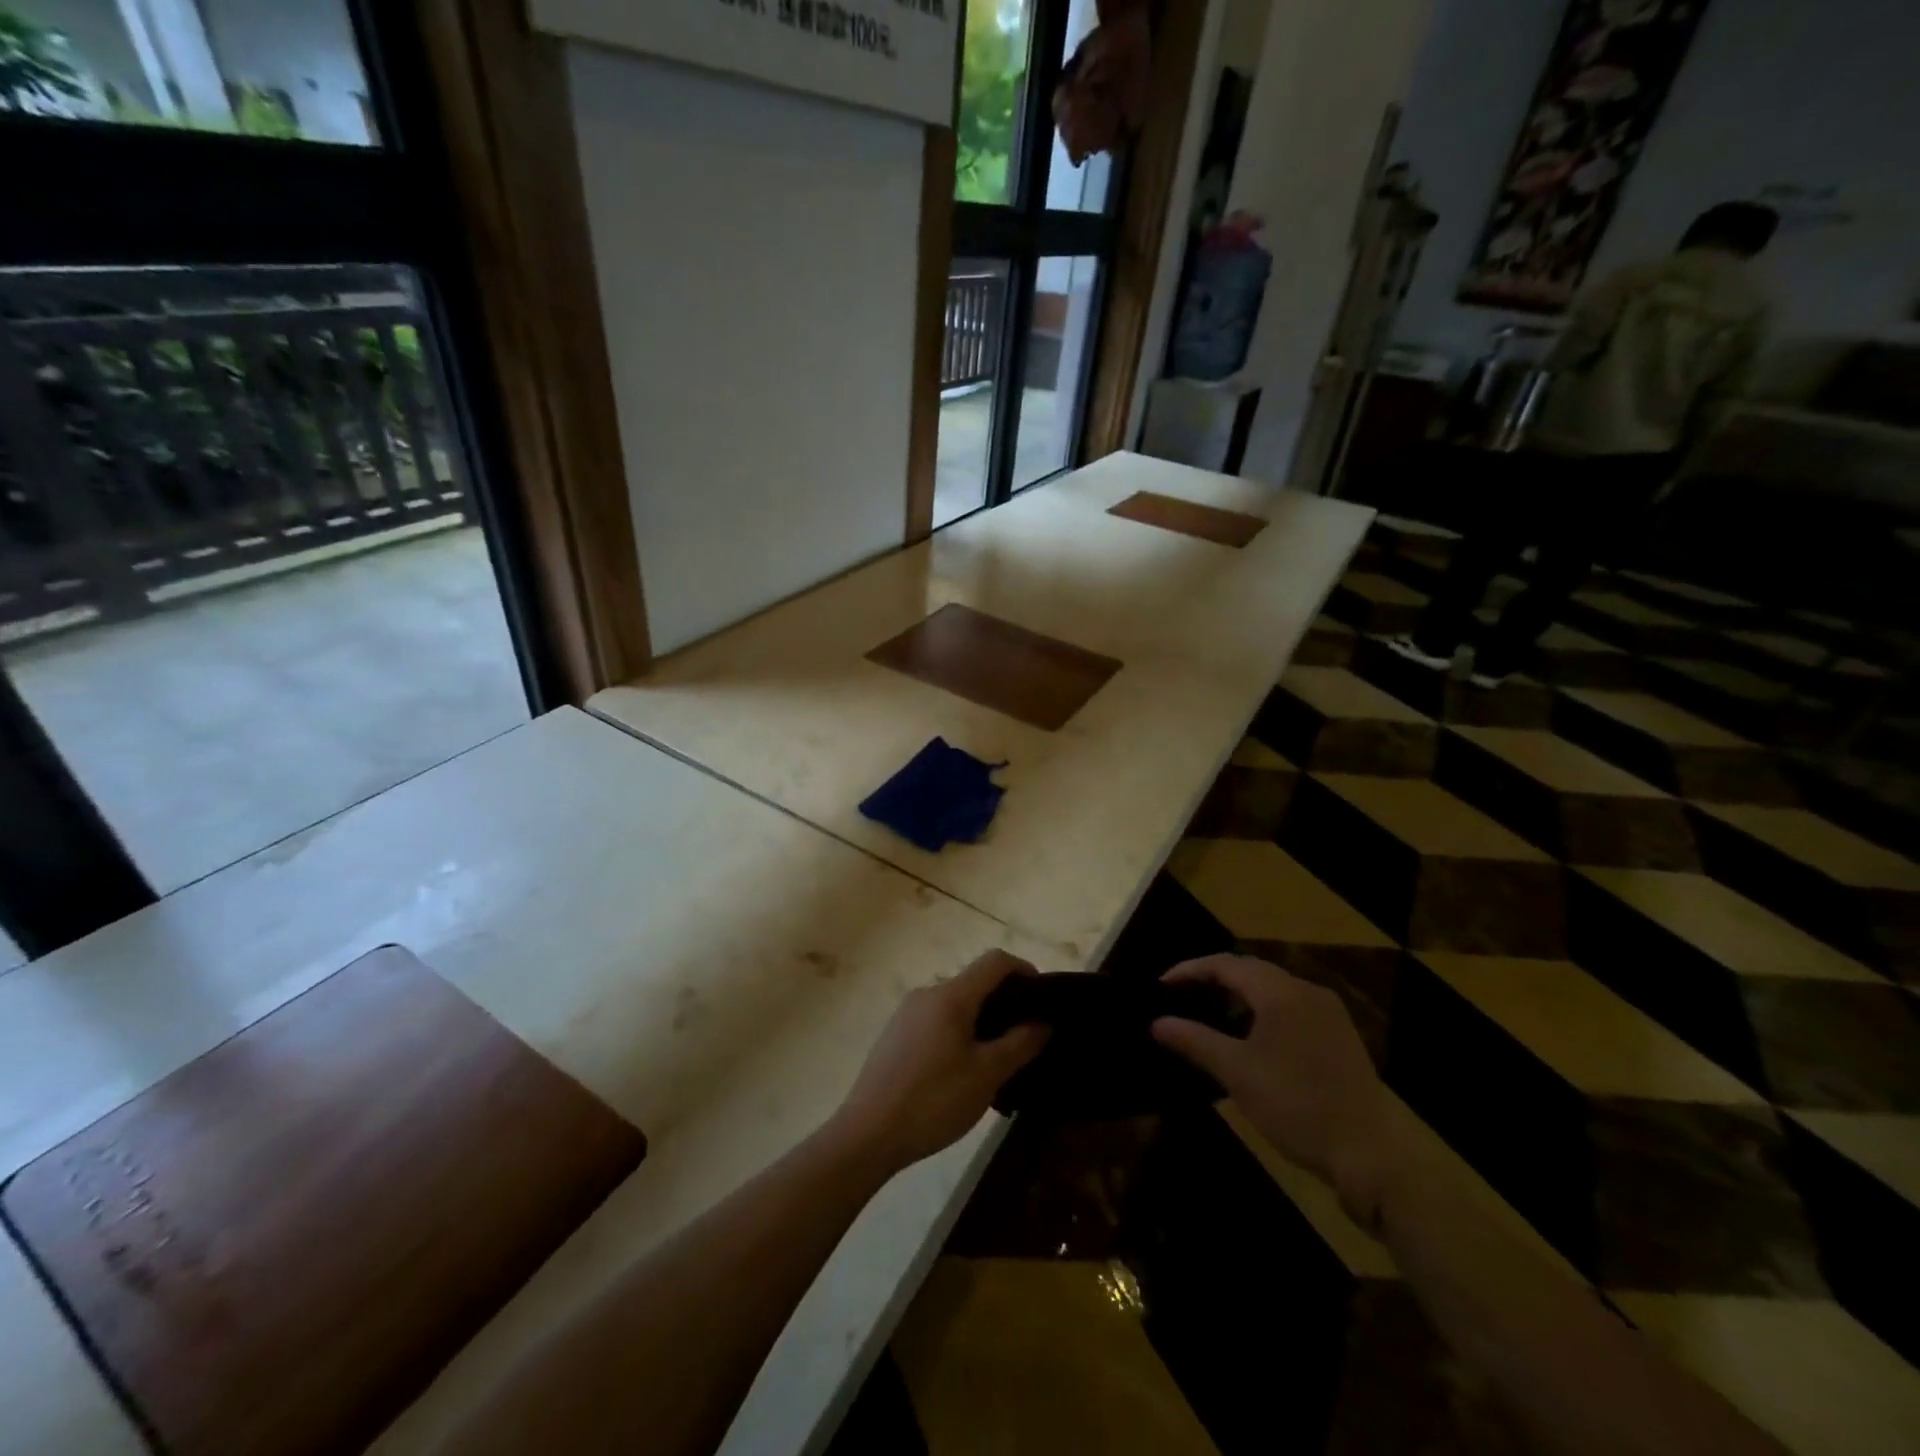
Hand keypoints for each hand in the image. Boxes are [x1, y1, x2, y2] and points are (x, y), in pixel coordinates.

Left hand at [826, 951, 1049, 1178]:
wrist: (867, 1133)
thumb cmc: (933, 1100)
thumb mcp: (986, 1075)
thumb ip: (1019, 1043)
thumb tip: (1043, 1021)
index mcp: (951, 995)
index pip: (995, 961)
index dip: (1024, 970)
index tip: (1043, 999)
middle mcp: (927, 994)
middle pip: (974, 982)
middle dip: (1004, 1003)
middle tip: (1024, 1040)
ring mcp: (907, 1014)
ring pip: (955, 1005)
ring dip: (981, 1022)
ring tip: (996, 1062)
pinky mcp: (895, 1035)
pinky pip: (936, 1022)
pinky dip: (958, 1034)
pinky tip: (961, 1073)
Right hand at [1150, 955, 1392, 1216]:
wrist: (1370, 1153)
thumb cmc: (1296, 1106)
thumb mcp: (1236, 1073)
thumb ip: (1194, 1041)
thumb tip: (1156, 1023)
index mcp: (1281, 993)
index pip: (1226, 964)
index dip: (1190, 970)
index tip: (1162, 985)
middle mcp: (1307, 991)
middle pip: (1251, 970)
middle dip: (1214, 978)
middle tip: (1182, 995)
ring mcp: (1328, 1012)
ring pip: (1273, 988)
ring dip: (1239, 994)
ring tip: (1210, 1013)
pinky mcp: (1339, 1034)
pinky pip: (1291, 1005)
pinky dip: (1263, 1009)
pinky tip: (1250, 1035)